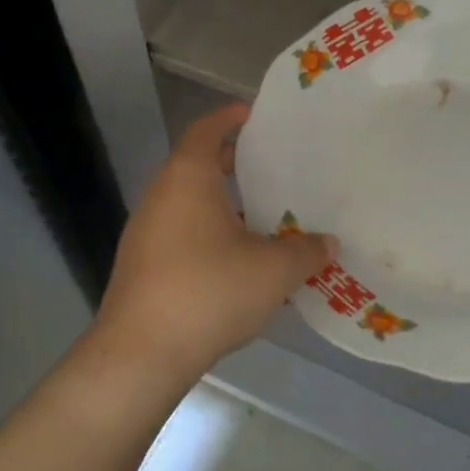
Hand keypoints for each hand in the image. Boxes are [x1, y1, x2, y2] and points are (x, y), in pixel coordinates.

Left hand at [91, 103, 336, 383]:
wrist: (141, 355)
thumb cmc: (209, 291)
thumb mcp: (274, 270)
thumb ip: (306, 251)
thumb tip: (328, 243)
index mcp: (187, 179)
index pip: (206, 130)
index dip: (230, 118)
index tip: (255, 115)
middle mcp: (161, 197)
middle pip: (198, 166)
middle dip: (235, 164)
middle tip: (274, 168)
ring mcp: (146, 234)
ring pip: (191, 204)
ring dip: (225, 205)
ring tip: (265, 217)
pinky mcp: (143, 267)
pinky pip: (182, 235)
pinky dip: (210, 235)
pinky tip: (240, 262)